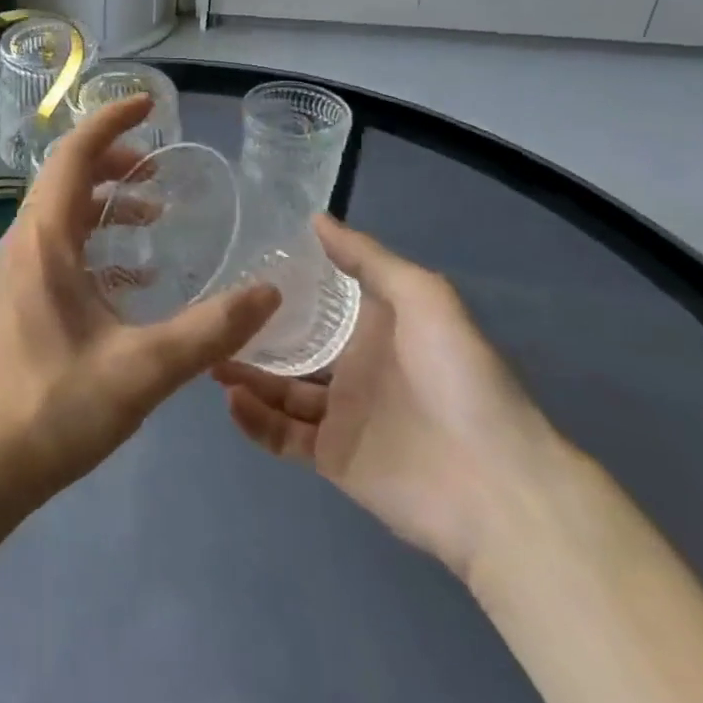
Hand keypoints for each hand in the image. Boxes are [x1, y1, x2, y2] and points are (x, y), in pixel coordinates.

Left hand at [0, 94, 280, 510]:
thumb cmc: (54, 408)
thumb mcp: (143, 369)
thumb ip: (210, 330)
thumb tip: (270, 292)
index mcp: (45, 240)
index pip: (74, 155)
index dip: (111, 123)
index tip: (149, 105)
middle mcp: (23, 243)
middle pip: (66, 179)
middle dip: (113, 162)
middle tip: (160, 168)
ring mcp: (14, 272)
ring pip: (61, 215)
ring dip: (105, 204)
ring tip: (155, 216)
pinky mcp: (16, 300)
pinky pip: (57, 249)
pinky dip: (94, 243)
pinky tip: (131, 277)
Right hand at [214, 217, 557, 578]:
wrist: (496, 484)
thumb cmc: (459, 377)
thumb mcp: (422, 296)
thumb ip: (367, 258)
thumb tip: (315, 218)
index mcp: (374, 329)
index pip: (318, 302)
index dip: (281, 286)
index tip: (237, 266)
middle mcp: (353, 368)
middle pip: (290, 346)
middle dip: (250, 334)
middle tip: (207, 318)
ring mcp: (340, 416)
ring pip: (278, 390)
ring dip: (244, 374)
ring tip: (207, 358)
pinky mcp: (331, 458)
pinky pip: (282, 435)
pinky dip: (254, 419)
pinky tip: (230, 398)